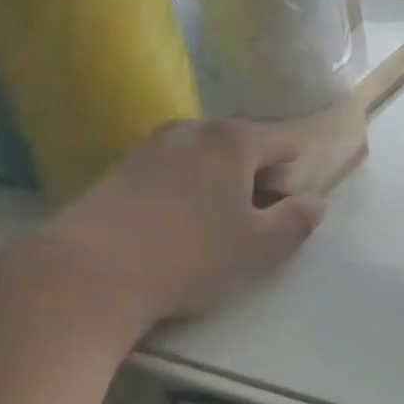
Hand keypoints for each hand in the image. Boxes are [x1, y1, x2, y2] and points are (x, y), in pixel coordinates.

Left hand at [37, 121, 324, 333]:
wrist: (87, 273)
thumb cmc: (191, 256)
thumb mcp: (261, 246)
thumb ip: (298, 219)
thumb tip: (316, 201)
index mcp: (234, 140)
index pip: (284, 145)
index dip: (292, 178)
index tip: (282, 216)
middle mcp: (194, 129)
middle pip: (243, 148)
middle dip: (255, 180)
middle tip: (249, 226)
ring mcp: (151, 145)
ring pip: (204, 160)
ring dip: (218, 187)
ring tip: (210, 230)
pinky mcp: (118, 168)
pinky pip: (170, 172)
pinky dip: (183, 192)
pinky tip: (172, 230)